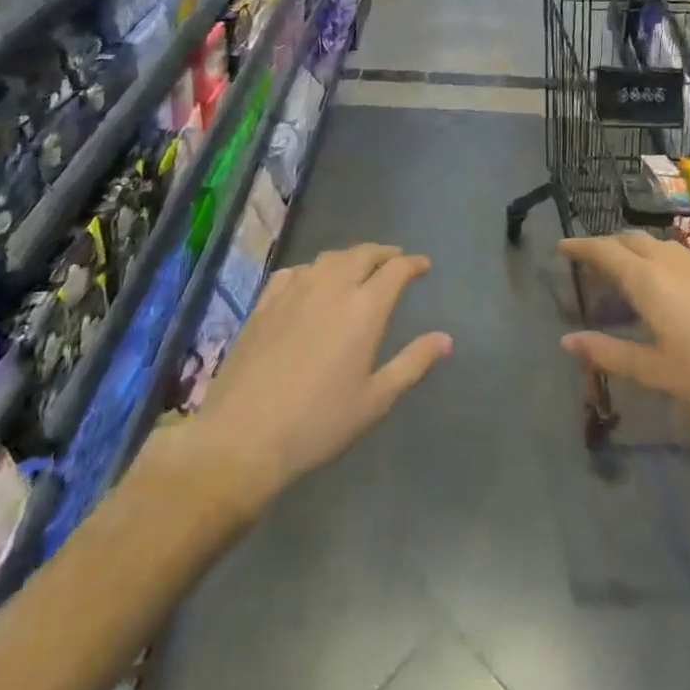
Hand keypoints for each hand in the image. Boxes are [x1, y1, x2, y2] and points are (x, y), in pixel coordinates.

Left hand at [150, 244, 451, 522]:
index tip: (423, 266)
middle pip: (363, 254)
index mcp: (365, 308)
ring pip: (329, 258)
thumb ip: (413, 363)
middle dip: (384, 253)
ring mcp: (294, 290)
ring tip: (358, 267)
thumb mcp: (375, 400)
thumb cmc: (319, 424)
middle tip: (395, 260)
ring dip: (351, 257)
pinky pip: (296, 271)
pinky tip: (311, 282)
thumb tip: (446, 339)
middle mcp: (331, 287)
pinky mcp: (265, 302)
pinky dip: (314, 269)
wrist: (243, 437)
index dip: (413, 263)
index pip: (396, 269)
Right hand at [559, 232, 689, 470]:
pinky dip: (662, 259)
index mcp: (648, 279)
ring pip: (659, 244)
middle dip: (608, 245)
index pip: (604, 251)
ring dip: (636, 250)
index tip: (561, 247)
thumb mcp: (653, 371)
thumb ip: (608, 352)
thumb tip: (567, 341)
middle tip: (591, 261)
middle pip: (632, 240)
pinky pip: (682, 255)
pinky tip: (669, 285)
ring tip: (625, 271)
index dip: (580, 247)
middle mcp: (672, 262)